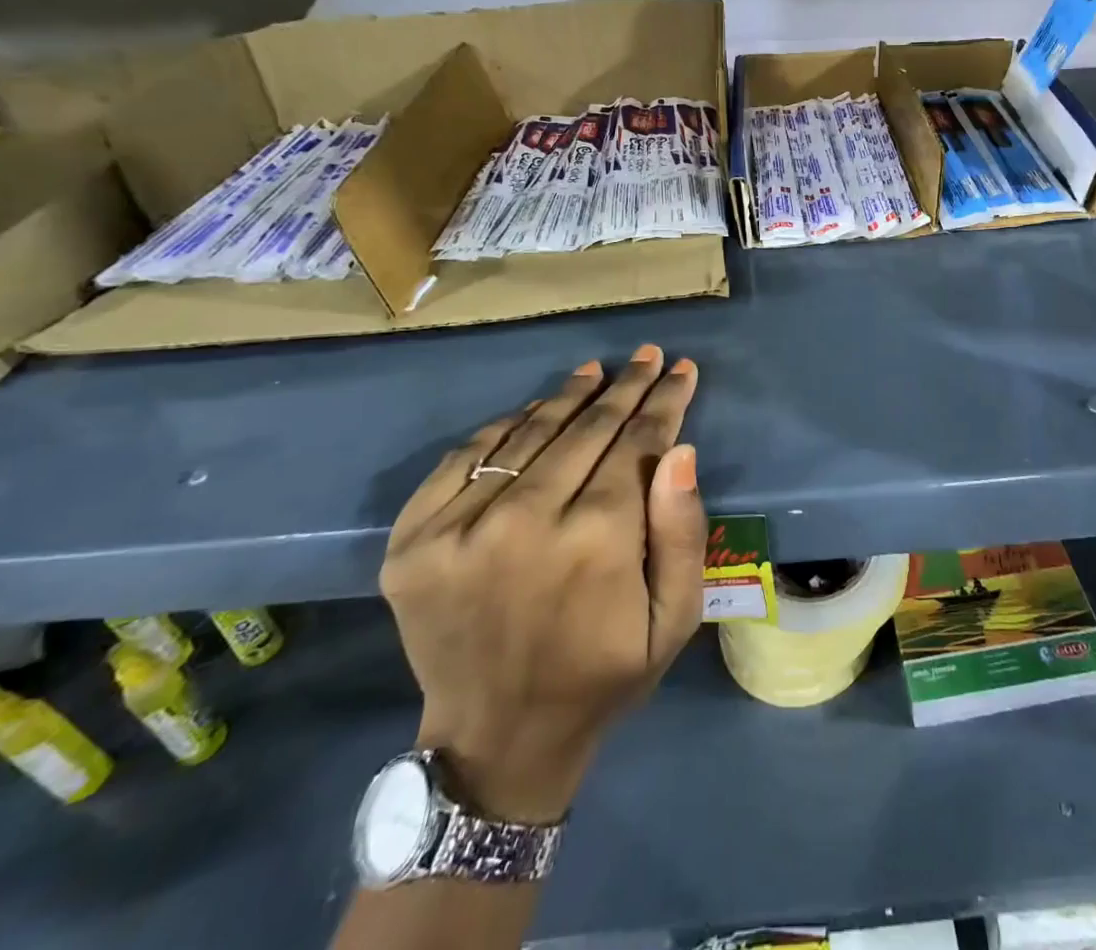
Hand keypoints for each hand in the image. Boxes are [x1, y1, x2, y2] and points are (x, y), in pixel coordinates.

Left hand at [379, 345, 705, 822]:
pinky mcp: (413, 540)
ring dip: (568, 396)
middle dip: (625, 388)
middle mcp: (526, 522)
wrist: (497, 740)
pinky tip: (533, 411)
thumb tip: (680, 448)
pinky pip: (465, 457)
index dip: (664, 401)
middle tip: (647, 355)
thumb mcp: (673, 618)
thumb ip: (682, 532)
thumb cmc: (603, 675)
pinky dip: (503, 426)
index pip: (638, 444)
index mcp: (596, 542)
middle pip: (587, 429)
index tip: (681, 368)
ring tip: (595, 371)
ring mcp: (459, 529)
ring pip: (527, 433)